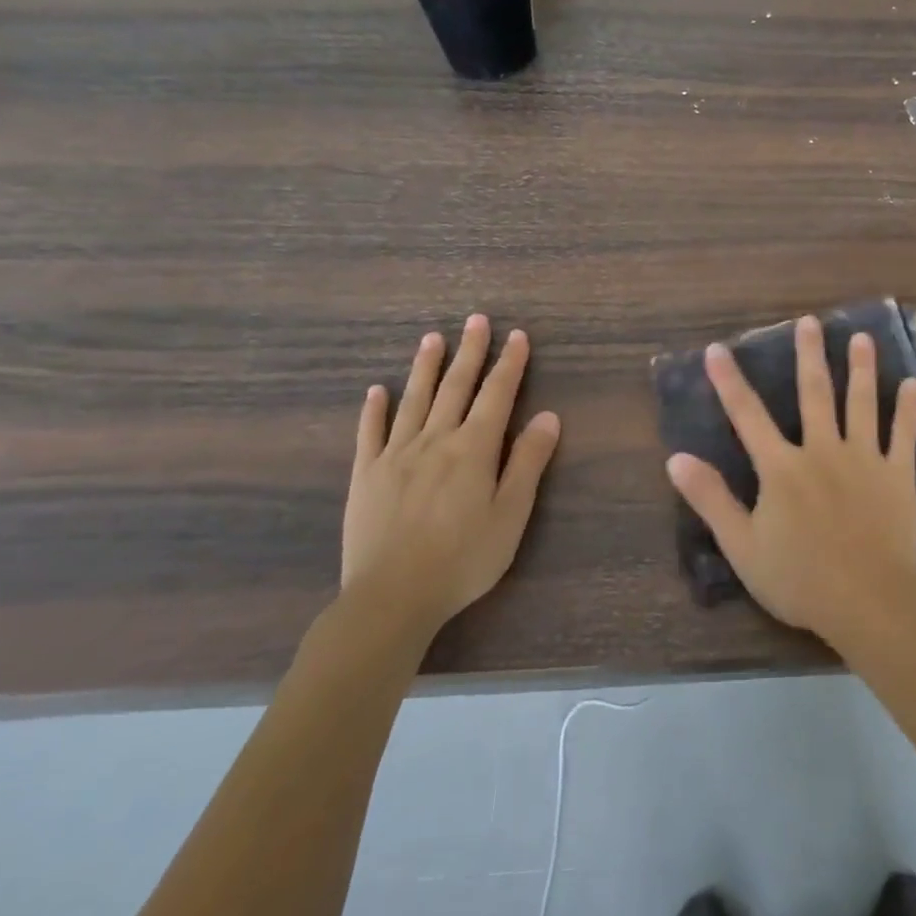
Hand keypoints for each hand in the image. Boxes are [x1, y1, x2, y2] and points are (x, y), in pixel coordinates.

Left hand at [340, 318, 559, 645]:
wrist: (392, 596)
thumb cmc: (463, 558)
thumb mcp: (511, 514)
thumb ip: (528, 463)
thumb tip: (549, 417)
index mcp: (474, 449)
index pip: (497, 395)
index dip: (509, 364)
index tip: (517, 335)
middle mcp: (435, 440)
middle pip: (455, 387)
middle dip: (469, 352)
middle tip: (476, 320)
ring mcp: (395, 455)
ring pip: (414, 400)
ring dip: (426, 367)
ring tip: (433, 338)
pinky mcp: (366, 475)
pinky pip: (371, 432)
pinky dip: (375, 409)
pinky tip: (378, 390)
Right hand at [665, 315, 915, 646]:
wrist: (867, 600)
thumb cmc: (799, 578)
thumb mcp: (742, 545)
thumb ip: (711, 499)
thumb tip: (675, 458)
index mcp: (781, 468)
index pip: (748, 416)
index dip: (729, 382)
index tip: (717, 349)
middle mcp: (822, 451)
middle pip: (814, 394)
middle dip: (808, 356)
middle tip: (809, 322)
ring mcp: (864, 459)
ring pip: (861, 404)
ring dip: (861, 369)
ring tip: (861, 338)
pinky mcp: (897, 475)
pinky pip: (903, 435)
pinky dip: (907, 409)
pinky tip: (912, 385)